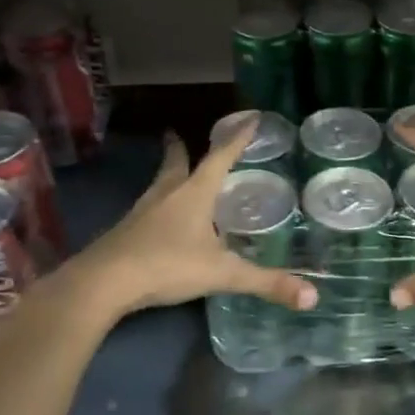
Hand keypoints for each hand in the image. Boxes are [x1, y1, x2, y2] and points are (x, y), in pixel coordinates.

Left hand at [58, 120, 316, 320]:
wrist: (103, 283)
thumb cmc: (166, 266)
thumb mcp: (221, 274)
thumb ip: (265, 283)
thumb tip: (312, 296)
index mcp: (194, 194)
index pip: (220, 157)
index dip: (237, 139)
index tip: (250, 118)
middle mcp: (166, 194)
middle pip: (176, 164)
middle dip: (182, 149)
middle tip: (179, 135)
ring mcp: (141, 212)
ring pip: (159, 185)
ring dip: (168, 175)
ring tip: (175, 174)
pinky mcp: (125, 232)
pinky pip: (147, 210)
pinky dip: (158, 205)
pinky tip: (161, 222)